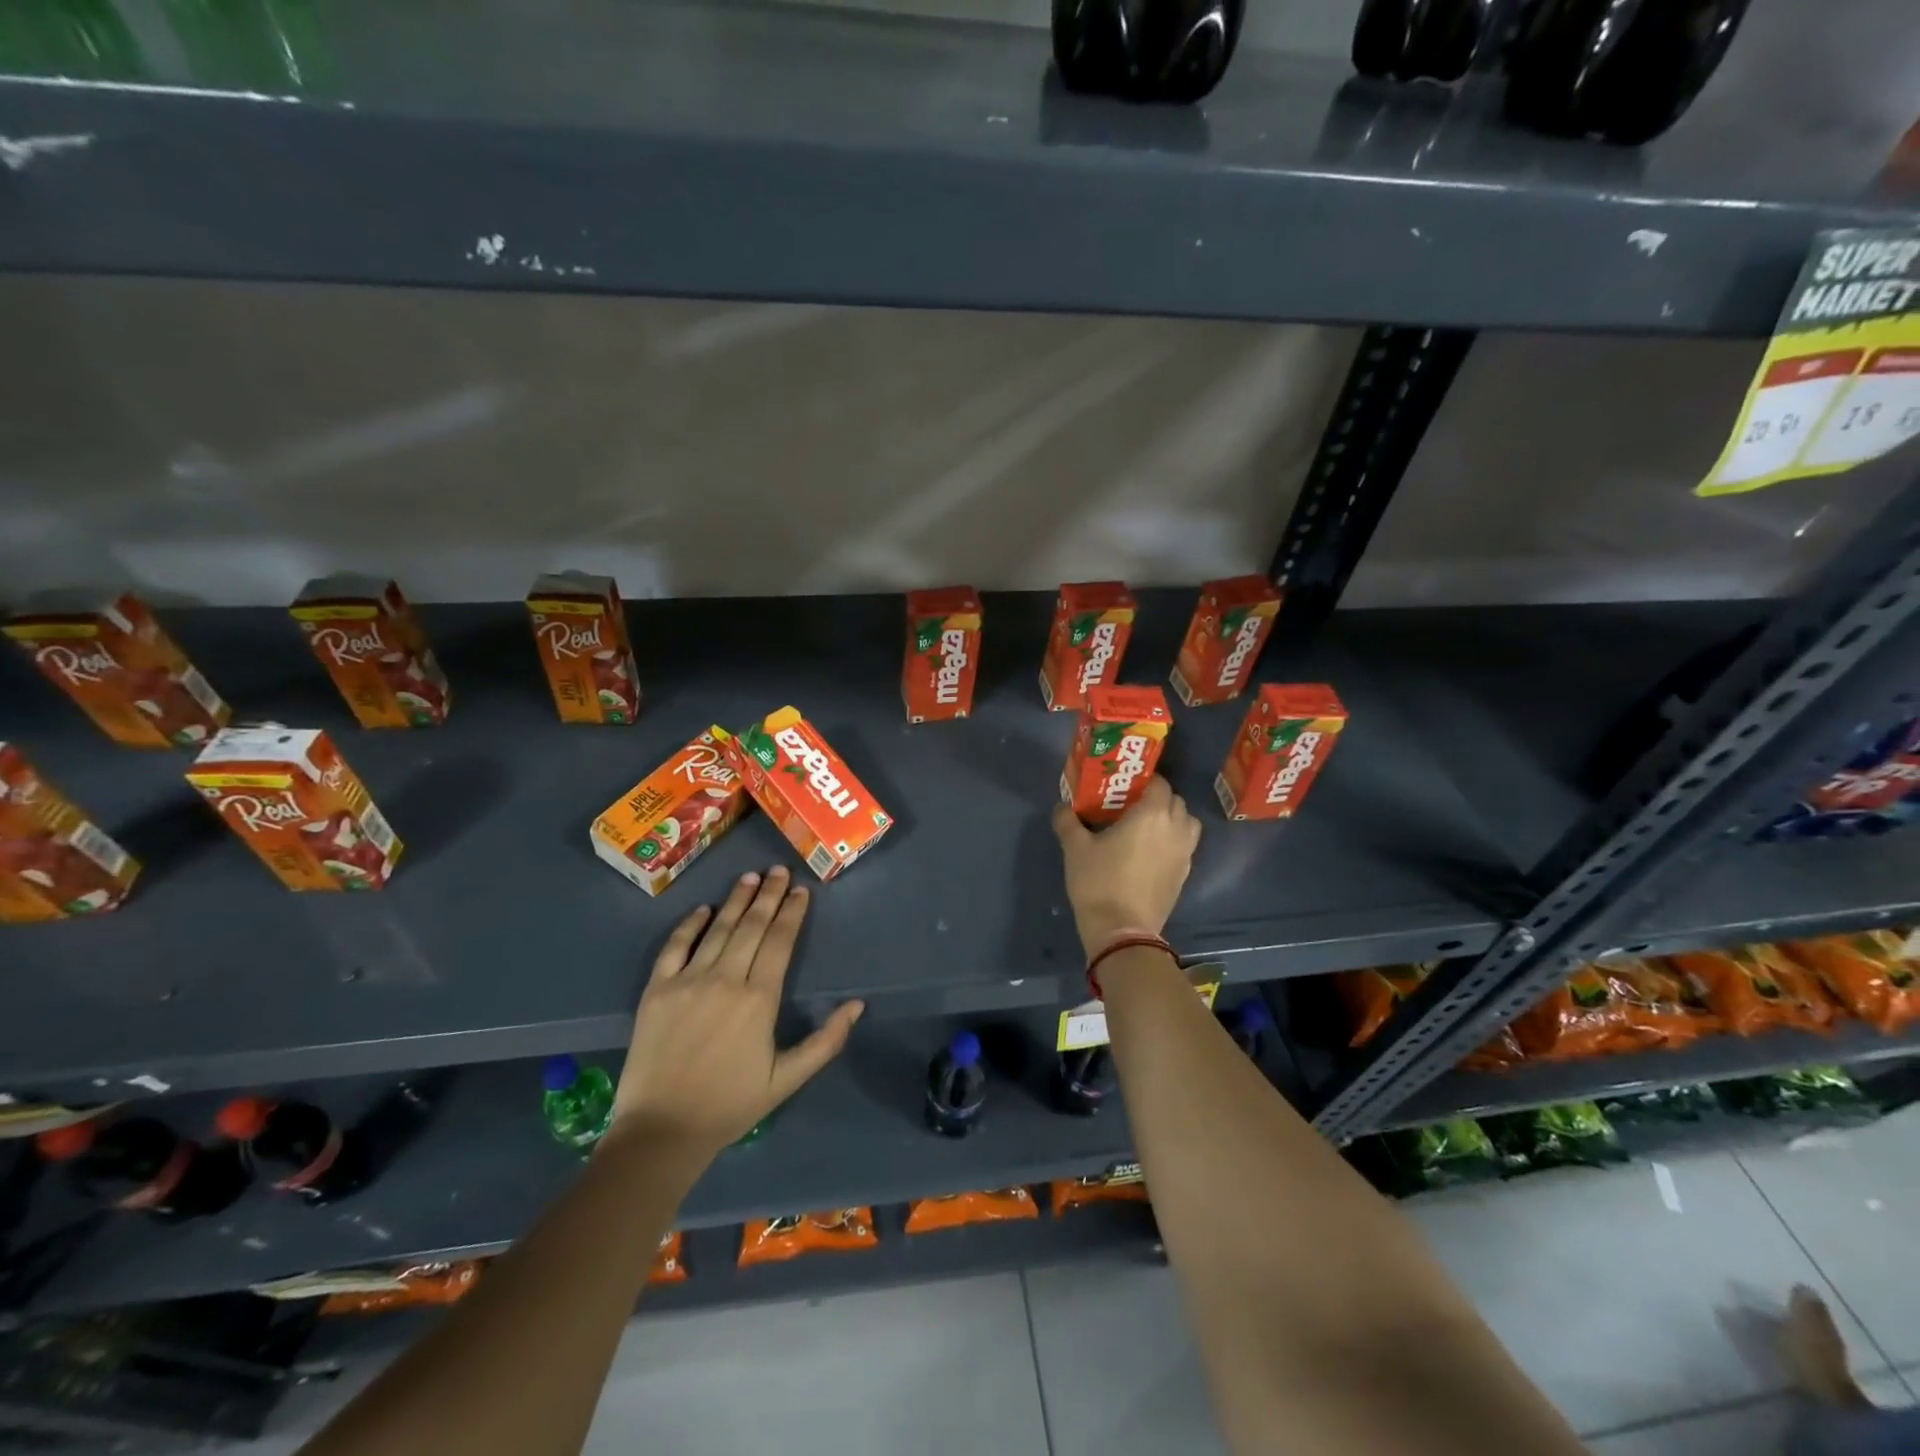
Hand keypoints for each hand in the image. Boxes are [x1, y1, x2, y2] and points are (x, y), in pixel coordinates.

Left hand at [610, 866, 862, 1160]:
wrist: (661, 1131)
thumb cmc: (730, 1105)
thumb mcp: (788, 1079)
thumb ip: (826, 1041)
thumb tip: (857, 1005)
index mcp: (759, 999)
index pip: (779, 942)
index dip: (792, 913)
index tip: (801, 890)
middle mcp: (725, 979)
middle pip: (751, 926)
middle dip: (769, 895)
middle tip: (779, 870)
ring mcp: (687, 981)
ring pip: (717, 929)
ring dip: (735, 900)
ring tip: (750, 877)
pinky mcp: (657, 990)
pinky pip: (674, 947)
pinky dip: (689, 925)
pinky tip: (702, 909)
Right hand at [1052, 775, 1201, 956]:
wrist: (1121, 930)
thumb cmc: (1099, 882)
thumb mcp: (1075, 848)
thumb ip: (1068, 821)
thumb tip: (1062, 807)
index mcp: (1152, 814)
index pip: (1159, 783)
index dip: (1144, 780)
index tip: (1125, 786)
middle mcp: (1175, 828)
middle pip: (1176, 801)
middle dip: (1158, 798)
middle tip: (1132, 806)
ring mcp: (1184, 854)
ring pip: (1187, 824)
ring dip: (1172, 819)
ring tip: (1147, 828)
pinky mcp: (1184, 875)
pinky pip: (1185, 847)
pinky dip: (1173, 842)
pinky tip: (1150, 853)